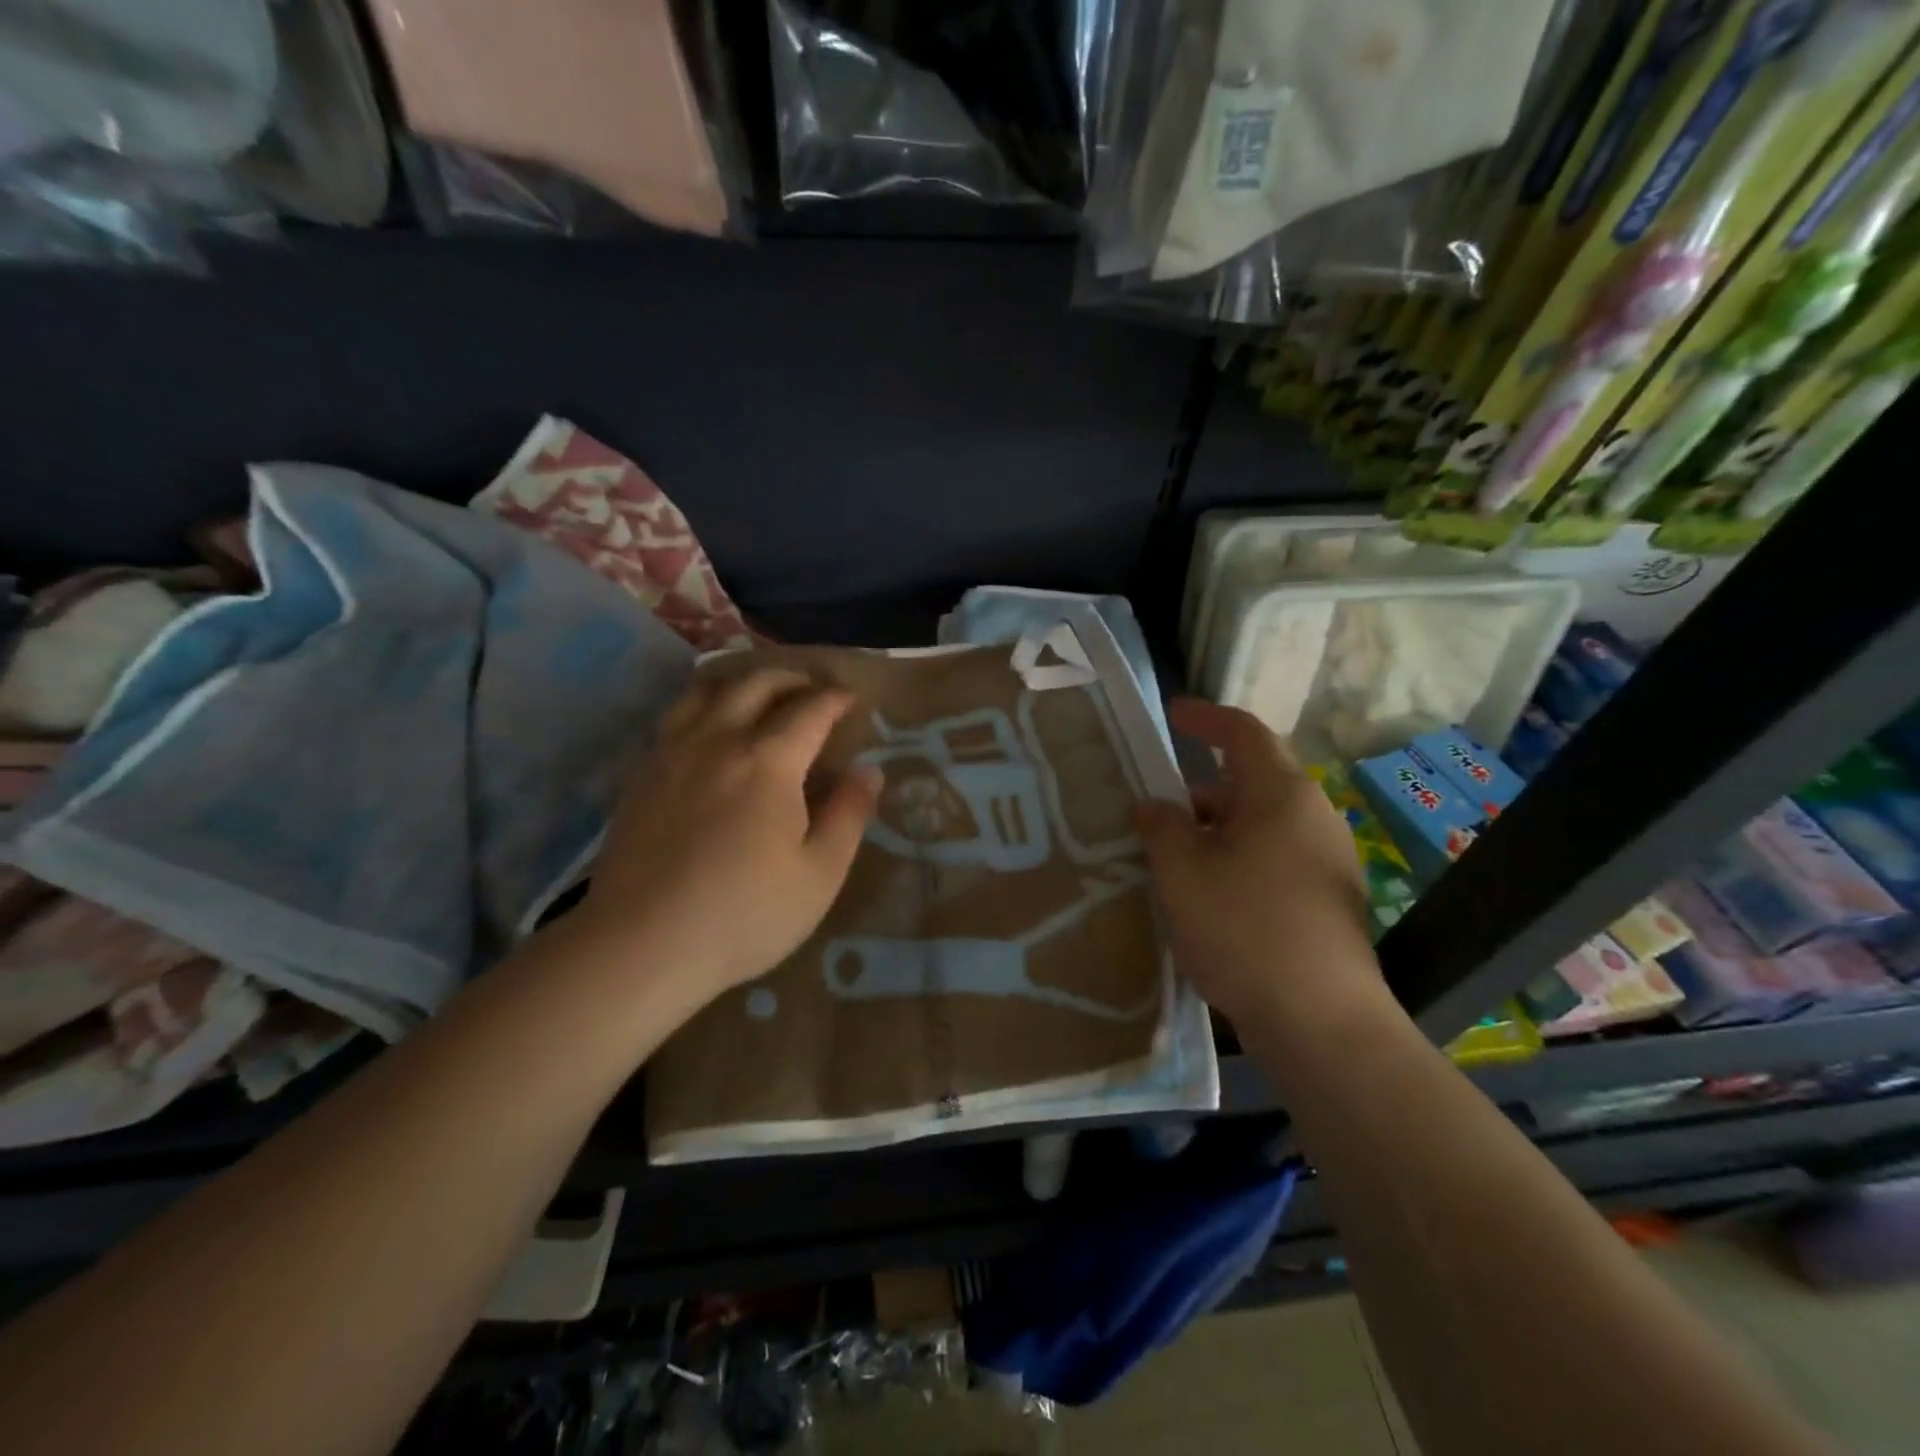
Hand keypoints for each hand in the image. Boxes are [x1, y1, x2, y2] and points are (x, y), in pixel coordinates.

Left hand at [575, 666, 879, 1012]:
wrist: (641, 945)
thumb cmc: (744, 914)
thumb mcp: (820, 874)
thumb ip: (849, 815)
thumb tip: (869, 771)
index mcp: (768, 761)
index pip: (810, 709)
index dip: (836, 699)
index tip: (853, 700)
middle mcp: (718, 740)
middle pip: (756, 683)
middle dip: (792, 678)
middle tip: (813, 689)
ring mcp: (672, 754)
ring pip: (706, 690)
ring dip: (742, 682)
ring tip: (760, 695)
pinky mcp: (641, 775)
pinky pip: (676, 716)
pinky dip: (704, 706)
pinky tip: (710, 731)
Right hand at [1136, 699, 1384, 1034]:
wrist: (1321, 1021)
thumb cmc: (1244, 928)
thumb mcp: (1182, 871)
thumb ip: (1162, 826)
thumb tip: (1156, 805)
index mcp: (1281, 795)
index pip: (1244, 733)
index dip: (1206, 718)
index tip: (1173, 715)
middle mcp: (1313, 817)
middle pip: (1251, 783)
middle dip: (1200, 793)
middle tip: (1156, 816)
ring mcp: (1328, 860)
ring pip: (1261, 825)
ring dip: (1216, 832)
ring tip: (1174, 862)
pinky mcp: (1329, 900)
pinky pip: (1274, 859)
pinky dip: (1238, 861)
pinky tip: (1209, 899)